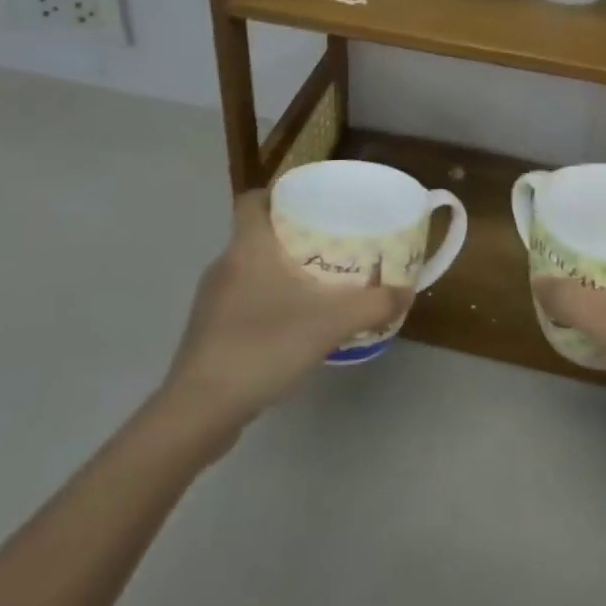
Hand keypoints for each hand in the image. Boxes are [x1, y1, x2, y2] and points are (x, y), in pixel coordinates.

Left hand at [157, 190, 412, 445]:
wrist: (199, 412)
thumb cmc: (262, 346)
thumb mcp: (329, 323)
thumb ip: (372, 305)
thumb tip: (406, 291)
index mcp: (247, 247)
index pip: (252, 200)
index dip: (277, 194)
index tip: (309, 203)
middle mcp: (225, 265)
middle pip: (256, 234)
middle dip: (290, 235)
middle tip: (329, 243)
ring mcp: (212, 301)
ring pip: (249, 269)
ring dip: (278, 271)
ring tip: (316, 282)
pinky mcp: (208, 333)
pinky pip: (242, 301)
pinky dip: (266, 302)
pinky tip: (291, 324)